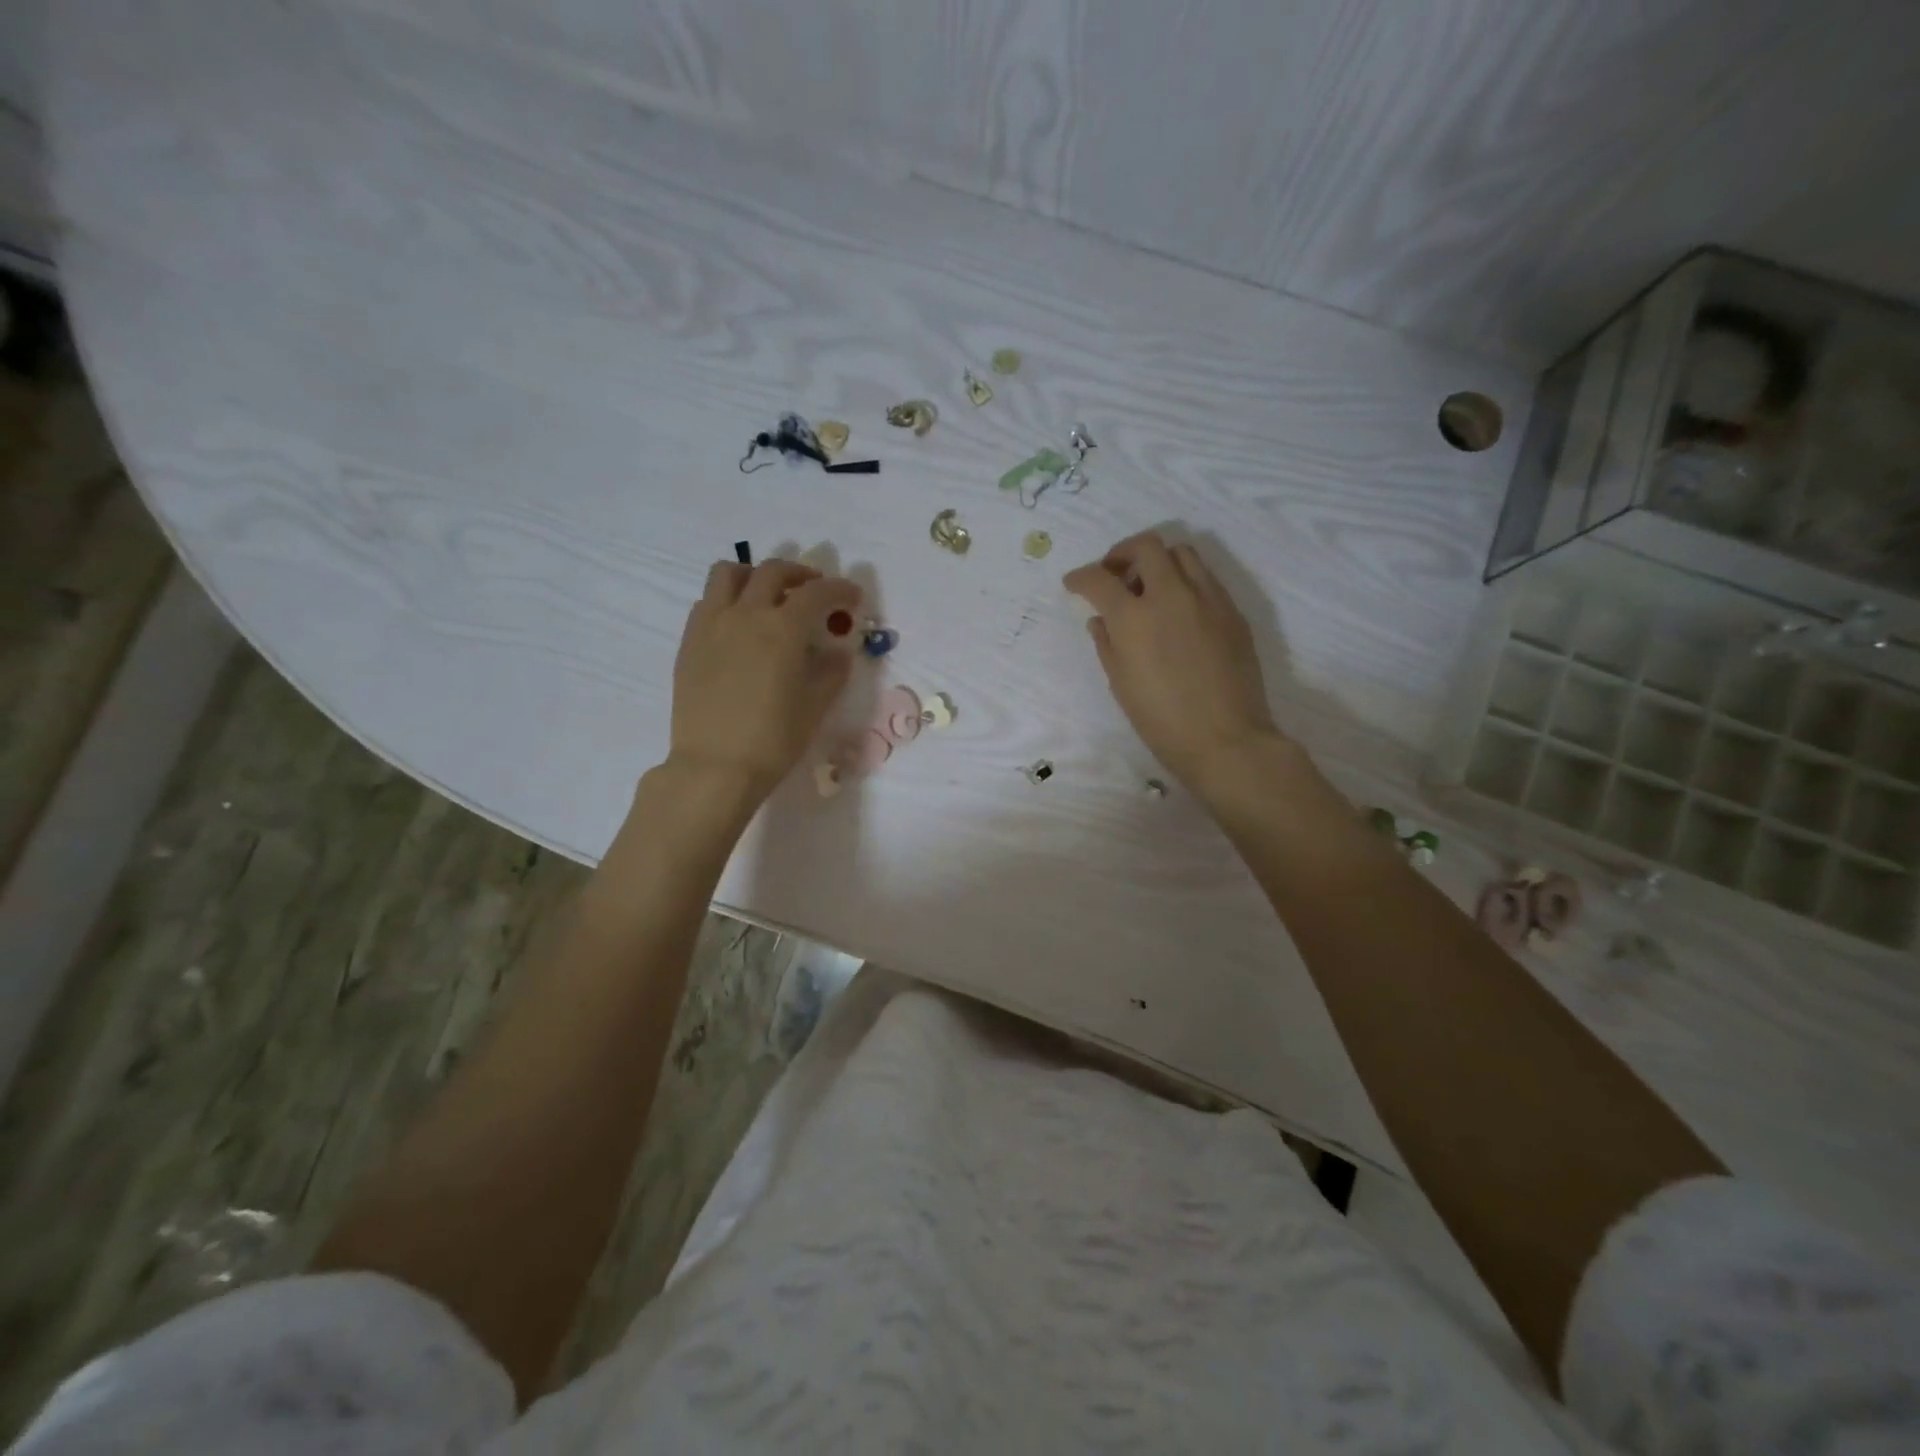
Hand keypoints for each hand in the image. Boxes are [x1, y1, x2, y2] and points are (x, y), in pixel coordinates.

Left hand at [667, 559, 862, 800]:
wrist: (715, 766)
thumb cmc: (773, 740)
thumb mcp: (815, 707)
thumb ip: (831, 672)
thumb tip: (838, 652)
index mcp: (783, 629)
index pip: (817, 593)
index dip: (840, 589)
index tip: (852, 597)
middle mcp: (746, 614)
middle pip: (773, 571)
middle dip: (800, 574)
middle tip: (814, 590)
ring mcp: (712, 624)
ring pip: (729, 573)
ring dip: (755, 575)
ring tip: (768, 595)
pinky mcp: (689, 640)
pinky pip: (708, 601)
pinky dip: (729, 599)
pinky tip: (739, 624)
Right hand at [1064, 532, 1279, 788]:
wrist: (1225, 739)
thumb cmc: (1161, 720)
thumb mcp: (1121, 683)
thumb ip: (1107, 643)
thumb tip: (1102, 620)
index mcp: (1135, 618)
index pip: (1099, 579)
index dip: (1081, 577)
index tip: (1074, 583)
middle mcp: (1172, 595)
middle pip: (1146, 546)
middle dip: (1121, 554)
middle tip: (1114, 575)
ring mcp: (1208, 599)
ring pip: (1182, 553)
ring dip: (1158, 561)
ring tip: (1150, 588)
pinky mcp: (1233, 611)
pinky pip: (1206, 579)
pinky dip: (1184, 582)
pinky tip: (1179, 611)